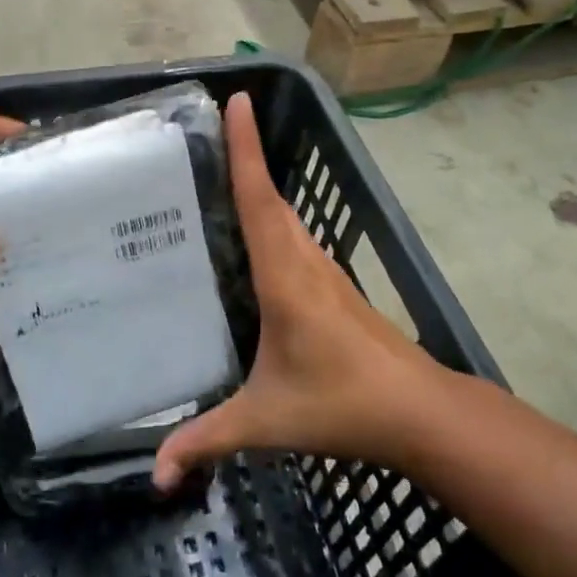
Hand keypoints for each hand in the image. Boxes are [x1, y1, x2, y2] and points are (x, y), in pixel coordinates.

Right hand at [154, 93, 443, 488]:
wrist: (421, 414)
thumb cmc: (342, 404)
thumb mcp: (266, 420)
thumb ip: (207, 440)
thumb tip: (155, 475)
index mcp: (284, 275)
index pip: (258, 198)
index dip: (244, 149)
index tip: (237, 101)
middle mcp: (304, 261)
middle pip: (270, 196)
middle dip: (243, 156)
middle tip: (204, 133)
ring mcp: (324, 272)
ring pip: (286, 215)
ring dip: (258, 185)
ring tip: (216, 174)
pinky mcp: (333, 288)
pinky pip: (294, 237)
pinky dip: (271, 217)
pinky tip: (252, 235)